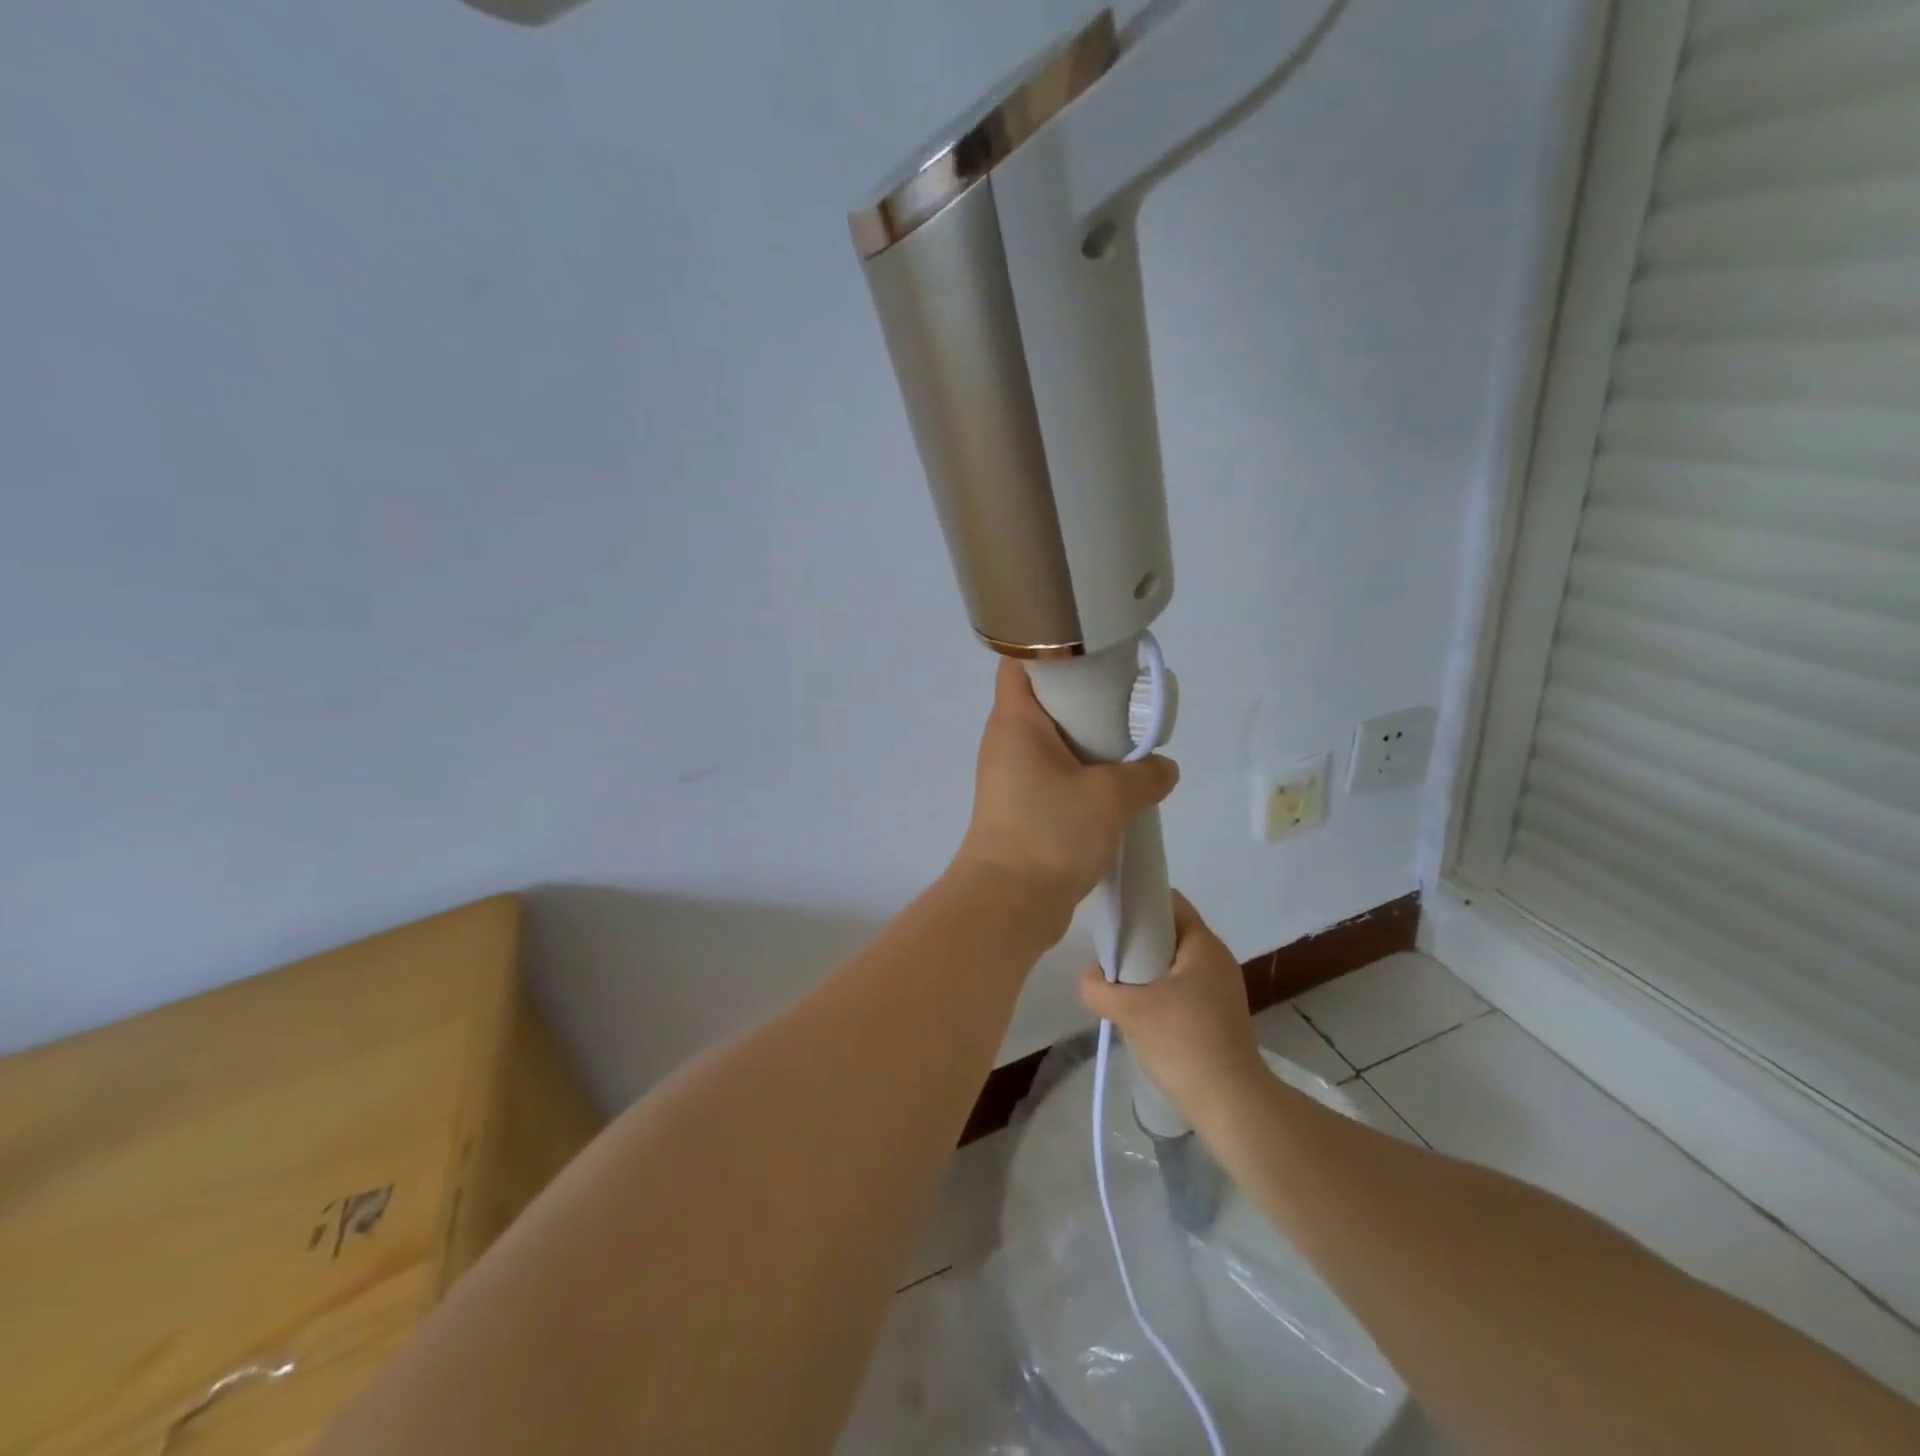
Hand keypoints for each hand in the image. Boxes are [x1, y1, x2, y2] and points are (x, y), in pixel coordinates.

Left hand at [954, 659, 1178, 919]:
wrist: (1009, 904)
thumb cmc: (1050, 833)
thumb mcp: (1109, 798)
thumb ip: (1144, 775)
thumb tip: (1163, 768)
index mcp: (1015, 722)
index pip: (1021, 662)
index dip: (1050, 643)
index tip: (1093, 646)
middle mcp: (1007, 742)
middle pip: (1044, 700)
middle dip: (1085, 697)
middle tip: (1128, 697)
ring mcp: (1012, 777)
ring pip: (1053, 742)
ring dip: (1089, 742)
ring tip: (1131, 742)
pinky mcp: (1022, 808)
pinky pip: (1055, 775)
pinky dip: (1083, 774)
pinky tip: (1118, 784)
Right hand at [1078, 892, 1267, 1123]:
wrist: (1230, 1102)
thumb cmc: (1182, 1042)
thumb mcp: (1128, 1010)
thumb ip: (1096, 987)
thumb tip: (1088, 977)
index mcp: (1203, 944)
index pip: (1168, 900)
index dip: (1138, 901)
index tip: (1111, 915)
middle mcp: (1216, 958)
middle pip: (1169, 931)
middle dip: (1137, 938)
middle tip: (1108, 954)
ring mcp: (1221, 987)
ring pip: (1174, 961)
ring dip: (1146, 967)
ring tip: (1119, 983)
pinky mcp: (1219, 1012)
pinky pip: (1183, 984)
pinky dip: (1160, 988)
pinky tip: (1139, 1008)